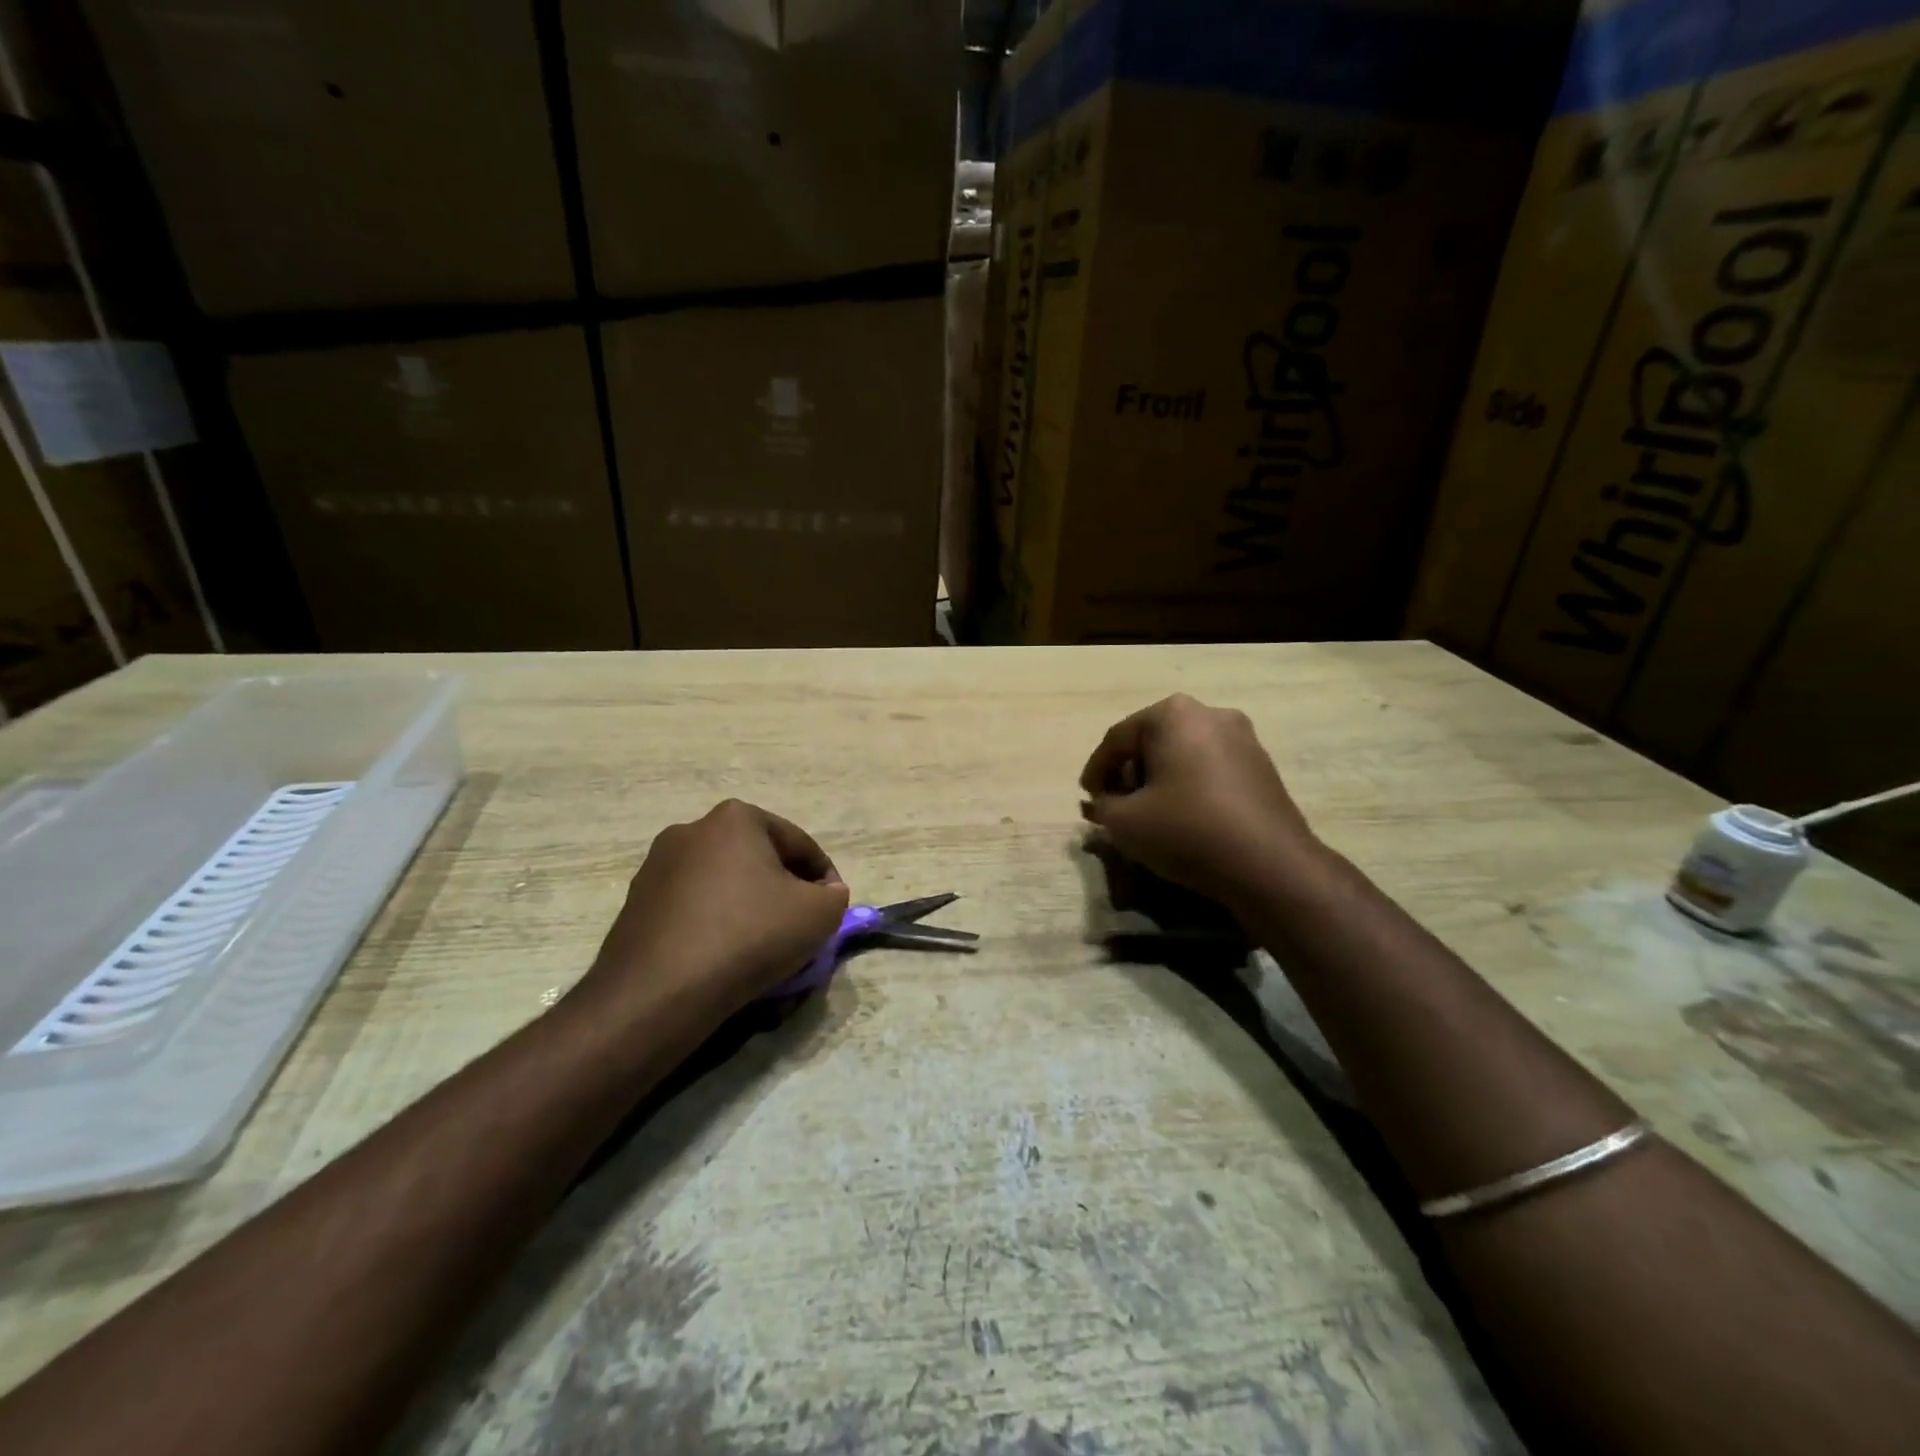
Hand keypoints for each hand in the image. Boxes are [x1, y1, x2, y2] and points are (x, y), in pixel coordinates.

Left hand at [570, 800, 849, 1034]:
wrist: (659, 993)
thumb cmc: (749, 936)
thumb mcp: (819, 914)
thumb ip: (834, 896)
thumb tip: (826, 894)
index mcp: (736, 818)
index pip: (799, 845)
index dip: (825, 879)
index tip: (832, 911)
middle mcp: (691, 830)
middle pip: (759, 861)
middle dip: (783, 892)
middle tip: (800, 929)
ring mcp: (656, 866)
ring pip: (724, 885)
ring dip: (748, 909)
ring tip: (763, 949)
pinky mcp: (636, 904)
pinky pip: (693, 910)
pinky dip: (715, 926)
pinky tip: (725, 959)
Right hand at [1080, 694, 1320, 907]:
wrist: (1269, 865)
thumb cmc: (1186, 830)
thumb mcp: (1123, 822)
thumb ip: (1102, 806)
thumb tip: (1106, 802)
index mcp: (1172, 714)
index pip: (1117, 739)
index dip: (1096, 771)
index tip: (1086, 798)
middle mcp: (1210, 713)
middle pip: (1152, 742)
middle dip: (1129, 773)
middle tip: (1116, 806)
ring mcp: (1243, 738)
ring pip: (1182, 755)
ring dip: (1159, 780)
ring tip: (1147, 814)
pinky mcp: (1262, 766)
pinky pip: (1209, 769)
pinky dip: (1188, 787)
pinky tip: (1182, 817)